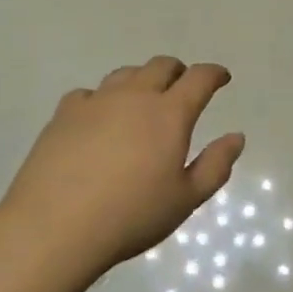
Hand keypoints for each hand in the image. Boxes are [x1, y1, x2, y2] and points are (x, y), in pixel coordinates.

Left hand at [1, 57, 244, 276]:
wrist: (56, 225)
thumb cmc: (130, 216)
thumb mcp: (185, 200)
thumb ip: (215, 165)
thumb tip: (236, 136)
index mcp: (169, 114)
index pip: (199, 78)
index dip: (214, 74)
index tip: (221, 77)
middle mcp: (135, 96)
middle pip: (161, 66)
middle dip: (178, 71)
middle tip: (183, 86)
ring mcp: (97, 100)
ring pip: (125, 74)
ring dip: (141, 80)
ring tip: (142, 100)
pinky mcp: (65, 113)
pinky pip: (89, 93)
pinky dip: (101, 99)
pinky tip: (98, 118)